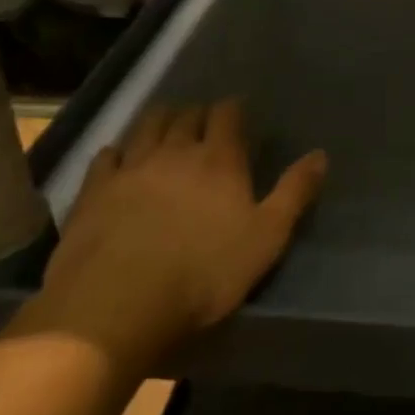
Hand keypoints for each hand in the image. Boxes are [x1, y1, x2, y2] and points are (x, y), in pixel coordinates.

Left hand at [21, 101, 326, 375]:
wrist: (117, 305)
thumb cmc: (205, 272)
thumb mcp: (267, 237)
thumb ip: (294, 192)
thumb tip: (321, 154)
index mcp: (220, 159)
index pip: (227, 114)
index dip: (234, 109)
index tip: (239, 113)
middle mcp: (175, 151)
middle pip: (186, 116)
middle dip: (198, 113)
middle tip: (205, 123)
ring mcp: (130, 168)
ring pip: (146, 127)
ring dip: (160, 121)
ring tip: (167, 127)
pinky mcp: (93, 191)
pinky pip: (106, 156)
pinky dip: (117, 151)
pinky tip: (119, 158)